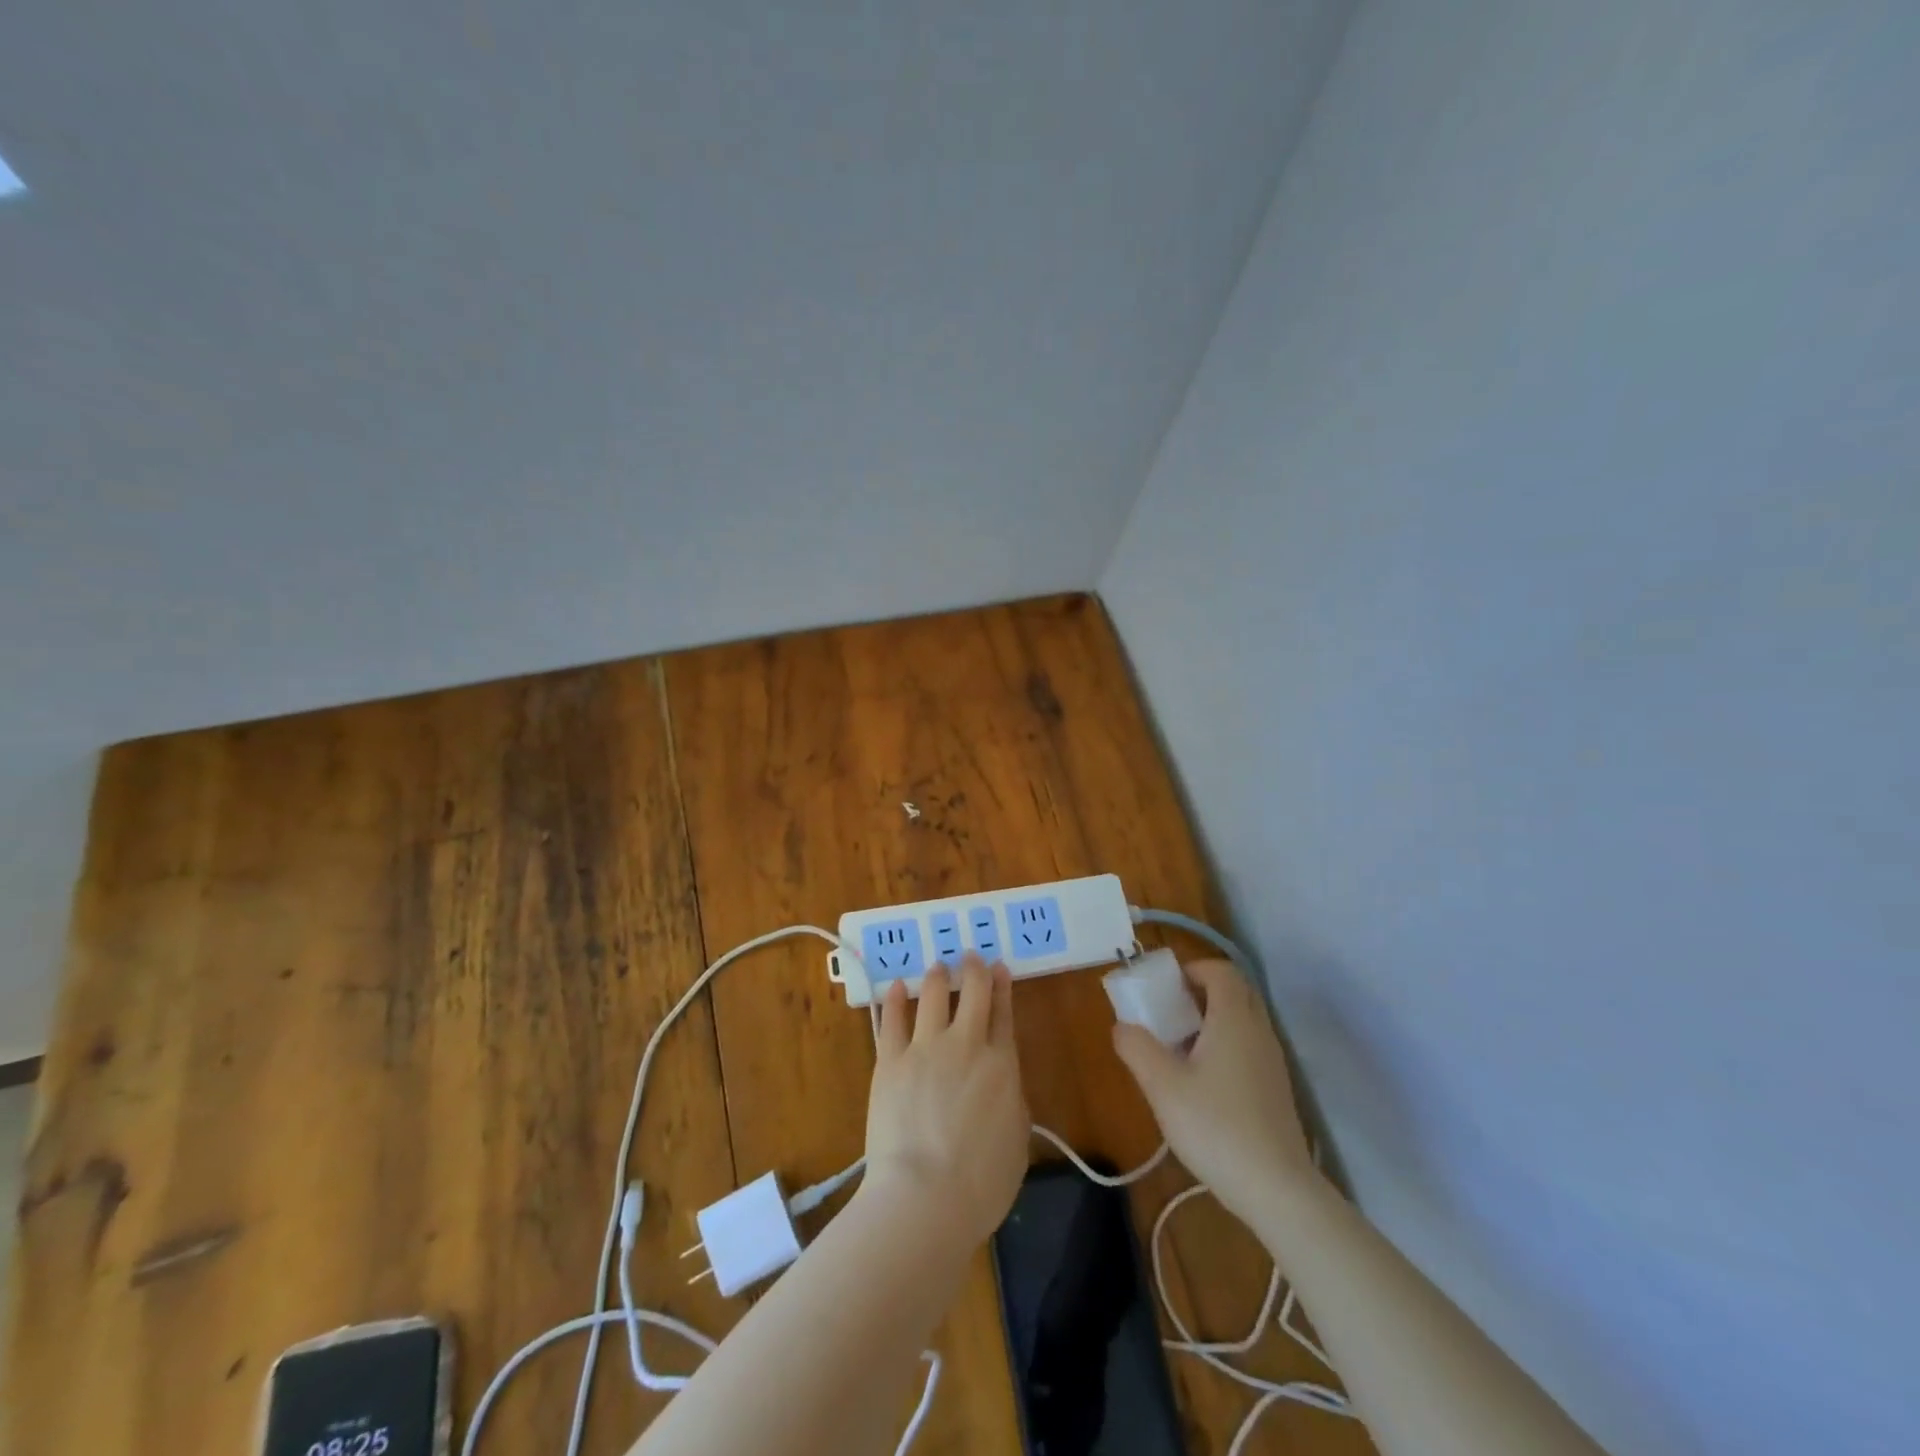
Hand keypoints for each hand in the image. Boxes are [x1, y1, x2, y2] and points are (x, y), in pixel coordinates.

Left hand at [864, 954, 1029, 1244]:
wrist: (924, 1196)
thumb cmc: (981, 1183)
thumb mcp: (1017, 1142)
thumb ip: (1011, 1103)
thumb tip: (1001, 1085)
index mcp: (1002, 1066)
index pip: (1004, 1015)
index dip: (1002, 987)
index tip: (999, 967)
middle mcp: (966, 1045)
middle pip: (973, 994)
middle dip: (973, 970)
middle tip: (970, 955)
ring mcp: (925, 1049)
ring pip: (933, 997)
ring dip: (937, 977)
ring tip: (938, 966)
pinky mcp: (891, 1061)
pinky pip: (893, 1020)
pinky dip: (896, 999)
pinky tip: (897, 986)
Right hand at [1112, 958, 1318, 1223]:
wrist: (1277, 1191)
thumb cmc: (1216, 1128)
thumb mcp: (1162, 1087)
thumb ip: (1137, 1048)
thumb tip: (1122, 1027)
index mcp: (1234, 1020)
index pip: (1220, 971)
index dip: (1192, 969)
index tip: (1164, 987)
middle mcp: (1259, 1031)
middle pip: (1235, 991)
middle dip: (1202, 991)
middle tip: (1170, 1011)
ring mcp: (1272, 1061)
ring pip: (1244, 1020)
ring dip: (1213, 1019)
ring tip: (1179, 1046)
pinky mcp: (1276, 1088)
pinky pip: (1249, 1045)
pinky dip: (1226, 1044)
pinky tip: (1202, 1081)